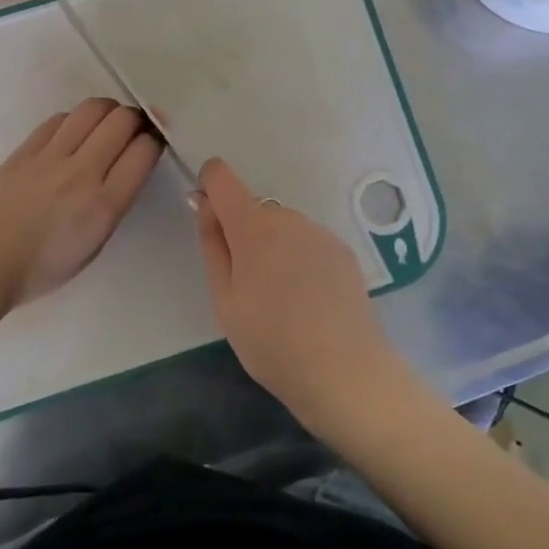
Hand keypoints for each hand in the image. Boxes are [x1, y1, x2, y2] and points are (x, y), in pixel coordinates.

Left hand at [0, 98, 164, 313]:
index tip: (151, 146)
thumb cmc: (42, 267)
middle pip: (122, 120)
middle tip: (132, 131)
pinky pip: (61, 118)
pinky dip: (76, 120)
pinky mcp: (26, 148)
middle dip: (136, 120)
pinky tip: (73, 134)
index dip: (154, 142)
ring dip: (108, 112)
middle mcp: (82, 173)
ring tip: (105, 125)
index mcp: (104, 205)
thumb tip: (127, 168)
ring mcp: (52, 156)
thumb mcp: (94, 245)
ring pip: (93, 109)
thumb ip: (114, 203)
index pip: (144, 151)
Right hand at [192, 157, 411, 436]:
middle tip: (247, 287)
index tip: (210, 224)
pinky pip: (307, 242)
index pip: (221, 176)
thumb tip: (203, 203)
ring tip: (281, 300)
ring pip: (282, 226)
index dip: (209, 188)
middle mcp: (287, 216)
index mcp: (252, 225)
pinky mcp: (342, 250)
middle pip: (253, 208)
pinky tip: (309, 300)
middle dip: (243, 234)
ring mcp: (319, 232)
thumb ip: (212, 243)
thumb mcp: (224, 300)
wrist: (345, 372)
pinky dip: (299, 259)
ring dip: (273, 247)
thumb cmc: (271, 341)